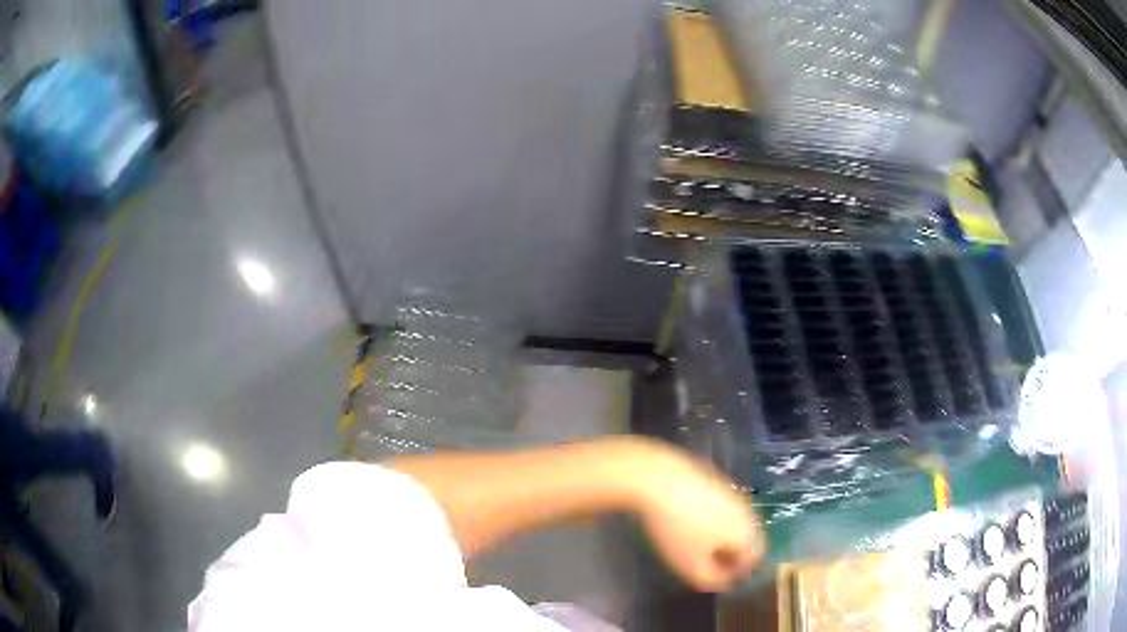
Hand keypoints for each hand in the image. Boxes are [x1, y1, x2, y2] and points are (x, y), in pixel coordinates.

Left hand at [626, 440, 764, 591]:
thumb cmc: (678, 528)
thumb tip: (725, 580)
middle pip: (746, 539)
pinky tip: (689, 520)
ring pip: (733, 521)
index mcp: (748, 534)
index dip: (735, 573)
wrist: (659, 478)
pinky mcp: (716, 479)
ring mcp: (733, 492)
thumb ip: (712, 579)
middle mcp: (748, 512)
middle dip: (729, 553)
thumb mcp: (691, 565)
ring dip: (720, 535)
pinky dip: (710, 517)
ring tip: (694, 542)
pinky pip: (720, 506)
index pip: (753, 560)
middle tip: (705, 561)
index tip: (716, 576)